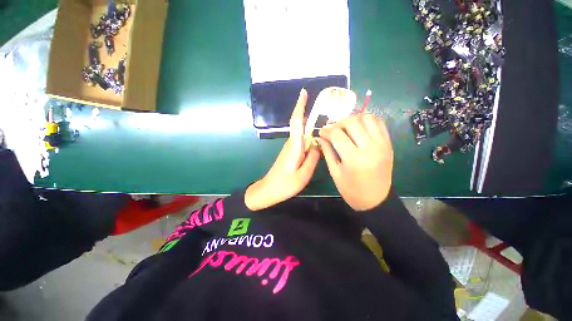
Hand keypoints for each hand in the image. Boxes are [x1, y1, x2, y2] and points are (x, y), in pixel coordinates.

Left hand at [245, 89, 319, 210]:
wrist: (268, 190)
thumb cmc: (285, 184)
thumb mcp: (304, 174)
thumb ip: (313, 158)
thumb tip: (317, 144)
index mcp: (294, 146)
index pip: (296, 122)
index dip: (300, 106)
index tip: (304, 92)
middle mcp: (291, 143)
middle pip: (301, 125)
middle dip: (311, 116)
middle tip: (327, 112)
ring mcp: (290, 148)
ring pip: (303, 135)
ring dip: (312, 129)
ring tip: (327, 130)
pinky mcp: (290, 152)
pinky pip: (302, 142)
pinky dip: (309, 140)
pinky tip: (317, 144)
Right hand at [318, 114, 393, 210]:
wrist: (376, 200)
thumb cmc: (351, 190)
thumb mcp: (335, 173)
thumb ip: (327, 152)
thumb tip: (320, 137)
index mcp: (354, 159)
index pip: (337, 134)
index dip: (326, 130)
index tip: (321, 132)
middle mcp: (370, 148)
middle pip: (353, 122)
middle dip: (339, 123)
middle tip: (333, 130)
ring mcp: (382, 144)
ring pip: (367, 118)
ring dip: (354, 119)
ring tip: (346, 128)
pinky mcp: (388, 144)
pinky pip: (379, 123)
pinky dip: (367, 121)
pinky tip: (359, 128)